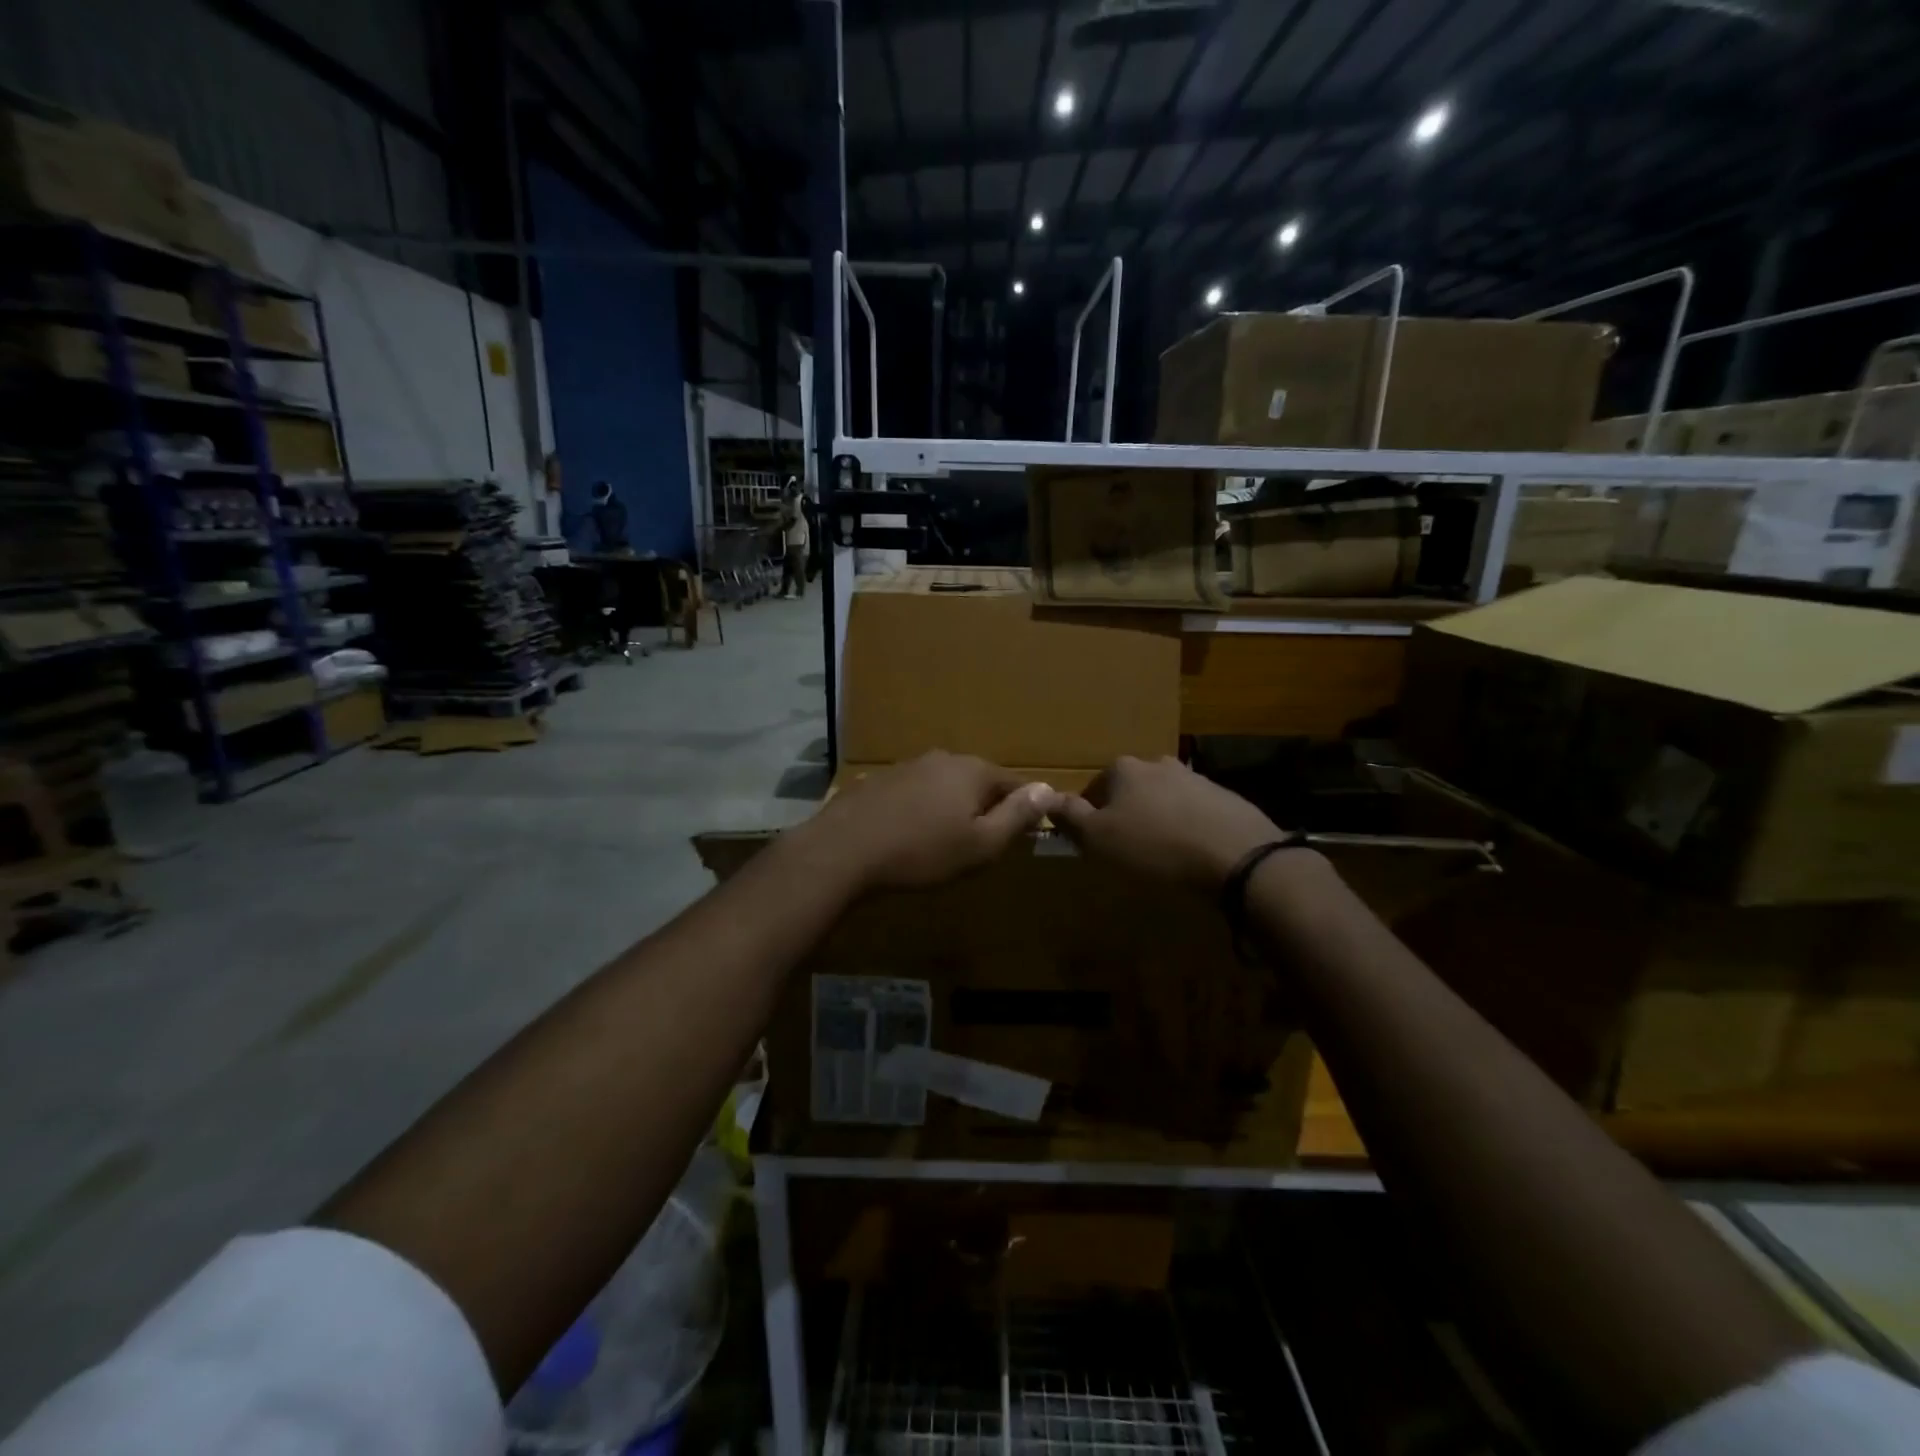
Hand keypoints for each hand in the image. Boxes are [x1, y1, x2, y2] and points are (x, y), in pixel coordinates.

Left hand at [805, 752, 1060, 892]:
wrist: (844, 850)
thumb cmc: (922, 852)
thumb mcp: (981, 844)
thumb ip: (1017, 816)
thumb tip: (1049, 790)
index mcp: (973, 771)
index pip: (1014, 783)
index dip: (1024, 808)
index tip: (1023, 834)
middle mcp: (942, 759)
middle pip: (977, 781)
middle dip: (984, 807)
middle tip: (980, 843)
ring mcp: (906, 766)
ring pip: (942, 786)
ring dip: (949, 807)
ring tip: (942, 842)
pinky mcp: (878, 781)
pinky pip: (912, 794)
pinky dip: (918, 810)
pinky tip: (906, 835)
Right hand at [1054, 755, 1289, 890]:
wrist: (1237, 856)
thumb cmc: (1155, 848)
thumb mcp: (1098, 838)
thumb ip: (1070, 816)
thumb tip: (1047, 797)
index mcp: (1123, 769)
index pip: (1093, 788)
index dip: (1090, 817)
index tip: (1095, 844)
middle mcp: (1158, 764)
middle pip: (1130, 791)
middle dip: (1126, 815)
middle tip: (1128, 850)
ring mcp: (1195, 778)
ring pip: (1163, 799)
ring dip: (1158, 820)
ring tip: (1163, 855)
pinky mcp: (1225, 798)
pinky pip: (1194, 812)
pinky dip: (1188, 828)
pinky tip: (1192, 853)